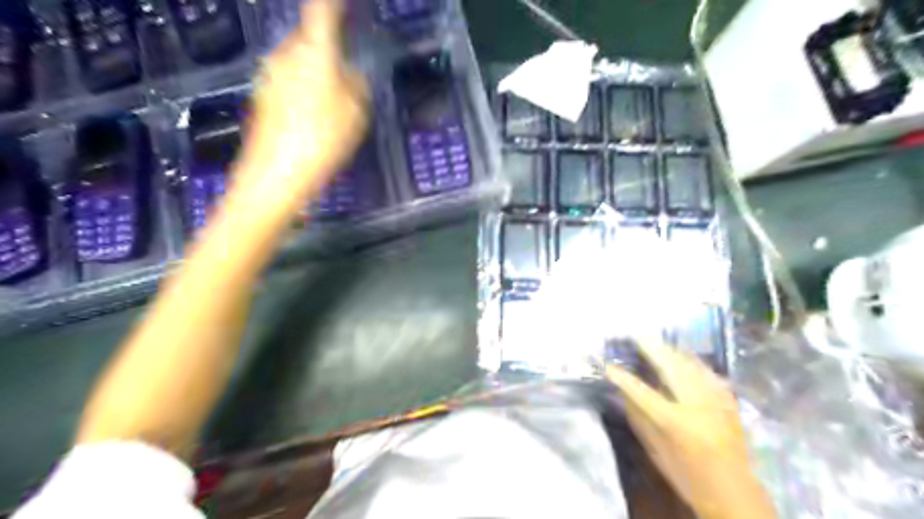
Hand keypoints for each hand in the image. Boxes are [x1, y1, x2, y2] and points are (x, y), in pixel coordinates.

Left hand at [238, 0, 369, 212]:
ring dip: (315, 70)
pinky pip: (288, 81)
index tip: (345, 4)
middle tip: (347, 70)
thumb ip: (358, 86)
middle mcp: (285, 54)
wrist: (275, 175)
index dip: (334, 3)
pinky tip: (313, 118)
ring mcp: (268, 75)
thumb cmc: (322, 139)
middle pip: (308, 37)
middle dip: (327, 46)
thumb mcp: (357, 114)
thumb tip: (351, 74)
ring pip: (298, 61)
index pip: (322, 10)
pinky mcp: (261, 96)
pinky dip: (303, 89)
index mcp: (314, 51)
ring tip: (332, 103)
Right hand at [608, 341, 777, 518]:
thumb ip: (638, 417)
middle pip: (669, 365)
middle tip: (634, 334)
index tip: (607, 365)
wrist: (734, 492)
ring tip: (654, 340)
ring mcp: (715, 397)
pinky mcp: (728, 398)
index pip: (640, 390)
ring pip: (689, 362)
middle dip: (650, 347)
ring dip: (669, 349)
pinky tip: (681, 356)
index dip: (621, 376)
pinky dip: (689, 359)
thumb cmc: (687, 475)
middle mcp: (696, 403)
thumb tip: (622, 390)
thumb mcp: (655, 449)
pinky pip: (705, 369)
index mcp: (674, 421)